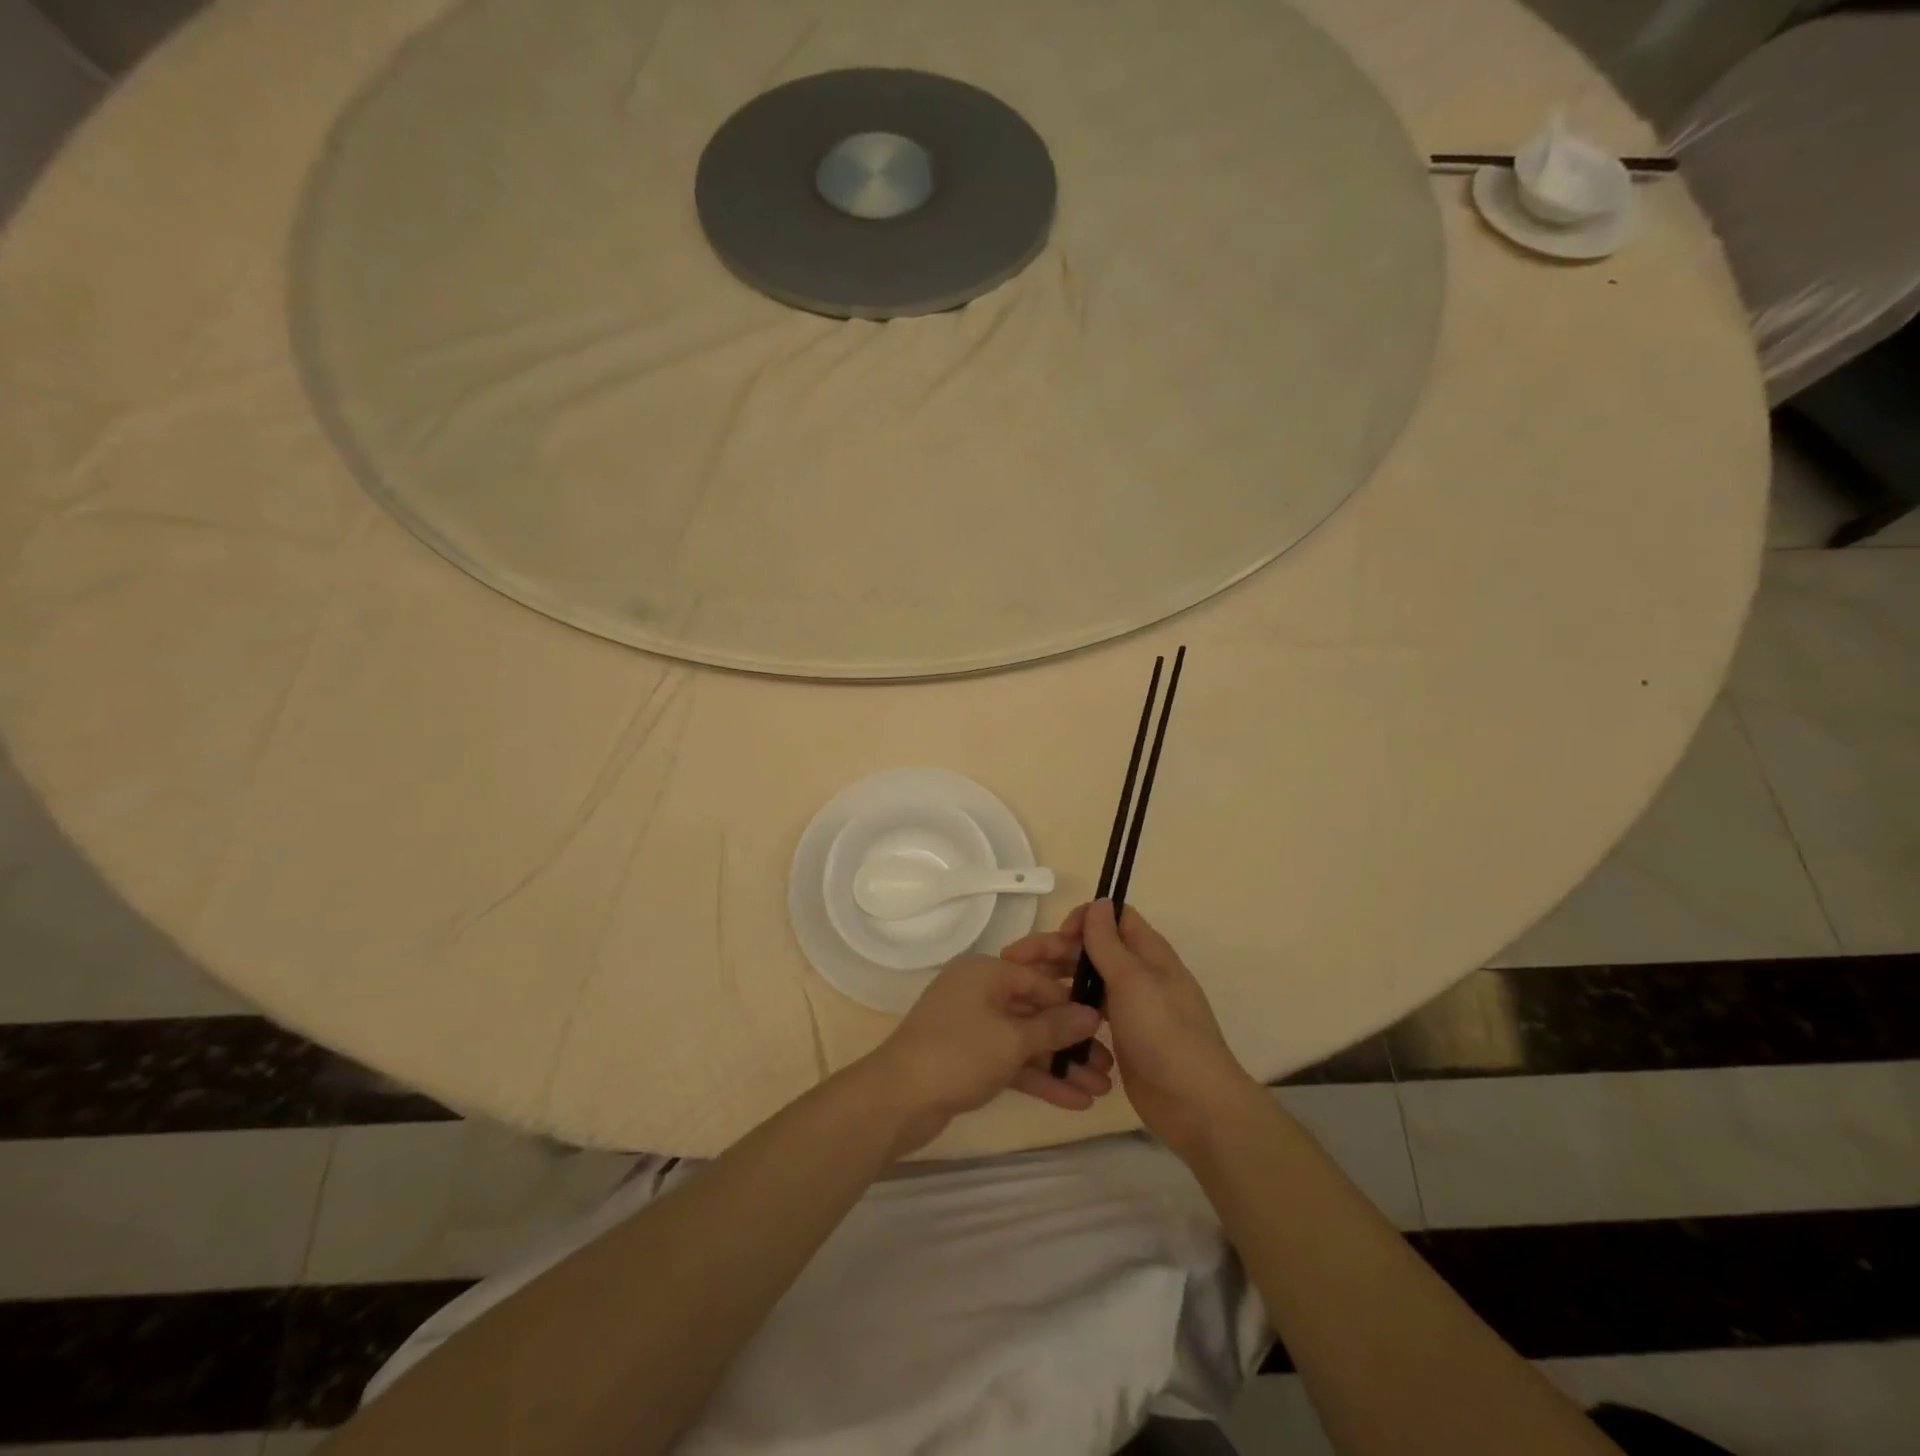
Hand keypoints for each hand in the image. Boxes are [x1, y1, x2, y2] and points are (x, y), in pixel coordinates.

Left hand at [862, 953, 1115, 1155]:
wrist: (897, 1099)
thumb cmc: (958, 1054)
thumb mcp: (1012, 1039)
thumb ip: (1055, 1026)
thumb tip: (1092, 1014)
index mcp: (986, 973)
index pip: (1039, 978)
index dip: (1073, 1001)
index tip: (1107, 1023)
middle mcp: (980, 993)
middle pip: (1035, 1011)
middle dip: (1072, 1040)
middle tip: (1109, 1065)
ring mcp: (973, 1027)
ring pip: (1026, 1041)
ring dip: (1061, 1065)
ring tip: (1101, 1090)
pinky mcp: (969, 1059)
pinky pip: (1012, 1062)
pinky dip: (1039, 1079)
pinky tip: (1074, 1102)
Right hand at [1003, 901, 1261, 1157]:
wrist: (1195, 1105)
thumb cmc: (1165, 1034)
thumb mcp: (1133, 982)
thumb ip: (1110, 943)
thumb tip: (1100, 901)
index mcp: (1149, 954)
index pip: (1114, 918)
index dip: (1084, 919)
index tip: (1058, 935)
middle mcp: (1139, 975)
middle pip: (1092, 950)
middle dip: (1055, 952)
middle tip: (1014, 962)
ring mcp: (1131, 1008)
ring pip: (1088, 982)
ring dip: (1057, 981)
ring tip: (1022, 993)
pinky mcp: (1123, 1037)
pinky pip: (1089, 1014)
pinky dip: (1069, 1012)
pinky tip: (1044, 1021)